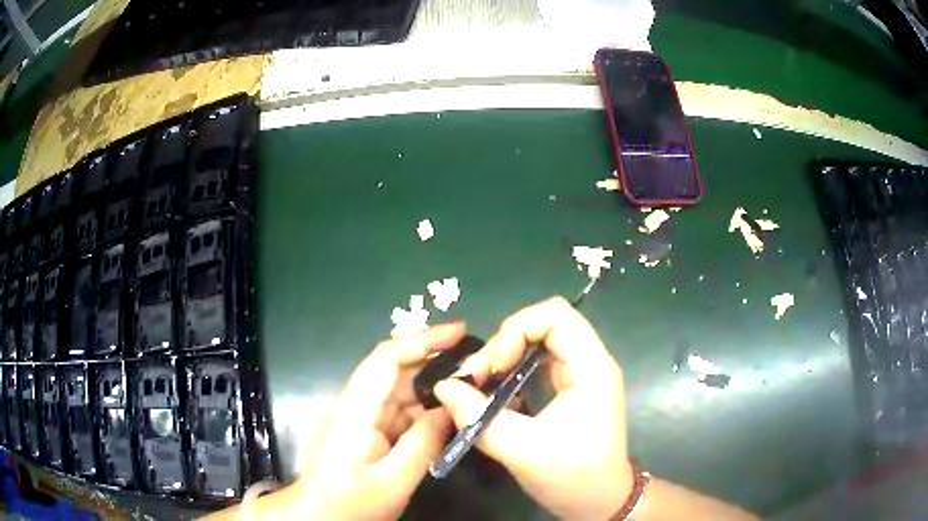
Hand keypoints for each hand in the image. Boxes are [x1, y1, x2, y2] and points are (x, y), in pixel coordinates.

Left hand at [293, 323, 464, 519]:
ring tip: (470, 385)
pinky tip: (446, 416)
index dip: (423, 339)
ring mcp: (359, 418)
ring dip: (431, 387)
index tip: (461, 332)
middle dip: (434, 360)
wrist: (317, 517)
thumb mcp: (394, 480)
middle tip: (477, 361)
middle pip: (394, 371)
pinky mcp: (363, 432)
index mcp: (357, 410)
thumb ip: (424, 443)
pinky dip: (422, 411)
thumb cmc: (351, 502)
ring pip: (398, 392)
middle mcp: (355, 405)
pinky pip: (397, 413)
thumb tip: (453, 408)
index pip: (387, 359)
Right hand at [434, 297, 631, 518]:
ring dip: (505, 358)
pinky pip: (539, 364)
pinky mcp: (572, 389)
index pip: (555, 314)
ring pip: (539, 342)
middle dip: (504, 345)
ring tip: (481, 386)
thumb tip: (442, 386)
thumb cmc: (572, 476)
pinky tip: (497, 396)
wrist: (600, 501)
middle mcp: (590, 362)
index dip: (517, 329)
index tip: (495, 367)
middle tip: (477, 379)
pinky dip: (513, 372)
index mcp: (591, 367)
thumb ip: (477, 416)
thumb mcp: (521, 450)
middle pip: (544, 324)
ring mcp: (582, 375)